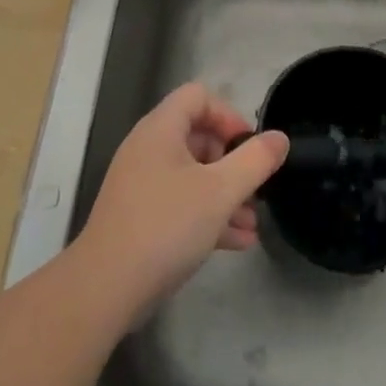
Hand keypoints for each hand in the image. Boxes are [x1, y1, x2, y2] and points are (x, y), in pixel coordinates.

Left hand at [76, 83, 288, 311]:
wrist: (106, 288)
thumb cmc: (166, 226)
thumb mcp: (220, 192)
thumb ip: (254, 161)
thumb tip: (279, 138)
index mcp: (161, 129)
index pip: (198, 96)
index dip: (229, 115)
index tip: (250, 147)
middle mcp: (148, 149)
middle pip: (198, 136)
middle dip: (232, 162)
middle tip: (256, 189)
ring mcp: (142, 184)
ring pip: (192, 175)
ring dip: (225, 194)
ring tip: (253, 222)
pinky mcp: (140, 216)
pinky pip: (181, 203)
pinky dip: (208, 215)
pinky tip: (237, 242)